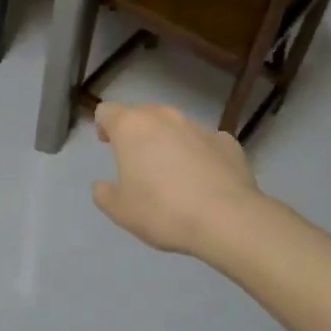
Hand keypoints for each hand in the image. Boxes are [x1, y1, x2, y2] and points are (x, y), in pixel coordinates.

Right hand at [91, 101, 261, 255]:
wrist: (226, 219)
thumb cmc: (162, 211)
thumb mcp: (120, 211)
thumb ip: (104, 194)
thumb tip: (102, 186)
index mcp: (131, 127)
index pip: (108, 111)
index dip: (104, 125)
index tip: (107, 143)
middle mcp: (164, 118)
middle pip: (143, 113)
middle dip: (137, 132)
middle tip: (137, 160)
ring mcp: (199, 127)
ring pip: (176, 127)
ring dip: (169, 142)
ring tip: (172, 173)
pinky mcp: (227, 142)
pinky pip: (205, 142)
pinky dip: (200, 154)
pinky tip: (204, 178)